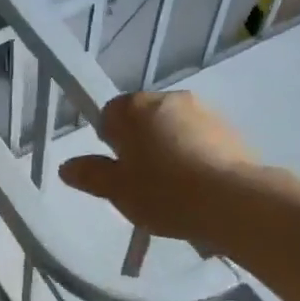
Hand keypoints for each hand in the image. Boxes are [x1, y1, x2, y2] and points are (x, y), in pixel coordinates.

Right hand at [59, 91, 254, 243]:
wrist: (232, 201)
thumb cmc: (164, 192)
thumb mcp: (117, 190)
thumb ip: (91, 175)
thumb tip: (67, 167)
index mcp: (135, 107)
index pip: (110, 114)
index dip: (110, 142)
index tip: (118, 170)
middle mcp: (169, 99)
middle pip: (144, 119)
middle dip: (140, 144)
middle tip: (142, 182)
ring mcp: (204, 112)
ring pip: (174, 129)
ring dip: (169, 150)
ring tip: (173, 189)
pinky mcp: (230, 131)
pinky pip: (201, 141)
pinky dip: (195, 157)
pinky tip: (197, 188)